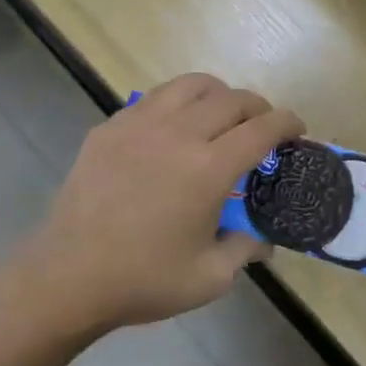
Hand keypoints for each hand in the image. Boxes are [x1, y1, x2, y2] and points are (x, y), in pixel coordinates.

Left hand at [15, 73, 303, 334]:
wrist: (67, 277)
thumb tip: (264, 240)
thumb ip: (246, 250)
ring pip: (192, 85)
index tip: (297, 129)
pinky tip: (175, 129)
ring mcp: (139, 124)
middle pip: (232, 99)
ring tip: (222, 115)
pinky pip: (155, 98)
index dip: (287, 123)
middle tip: (263, 126)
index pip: (262, 129)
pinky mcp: (110, 127)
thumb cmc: (143, 281)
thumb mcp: (210, 278)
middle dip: (258, 107)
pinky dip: (178, 103)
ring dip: (219, 95)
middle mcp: (179, 134)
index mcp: (208, 169)